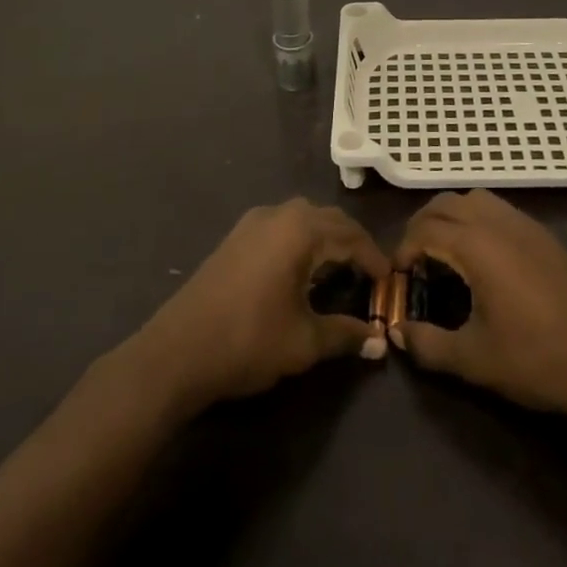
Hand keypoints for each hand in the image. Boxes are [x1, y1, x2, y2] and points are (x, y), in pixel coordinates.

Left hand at [132, 198, 388, 408]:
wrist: (177, 352)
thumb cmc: (249, 340)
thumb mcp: (304, 342)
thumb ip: (345, 336)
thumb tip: (379, 343)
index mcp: (301, 230)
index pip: (351, 235)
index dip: (373, 258)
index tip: (389, 281)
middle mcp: (279, 214)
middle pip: (328, 219)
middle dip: (352, 243)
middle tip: (369, 273)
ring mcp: (253, 222)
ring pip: (303, 218)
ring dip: (326, 238)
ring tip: (340, 269)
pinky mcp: (236, 236)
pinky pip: (282, 226)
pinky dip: (301, 240)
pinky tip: (301, 269)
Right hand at [391, 190, 566, 419]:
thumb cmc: (537, 360)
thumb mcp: (475, 360)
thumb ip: (429, 345)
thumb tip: (398, 335)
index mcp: (476, 245)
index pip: (424, 230)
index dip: (402, 250)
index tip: (395, 278)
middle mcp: (497, 222)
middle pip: (445, 203)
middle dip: (421, 226)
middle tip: (413, 262)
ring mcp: (523, 223)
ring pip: (473, 198)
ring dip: (449, 216)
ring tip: (443, 254)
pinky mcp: (542, 234)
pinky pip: (497, 208)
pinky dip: (475, 219)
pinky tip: (480, 258)